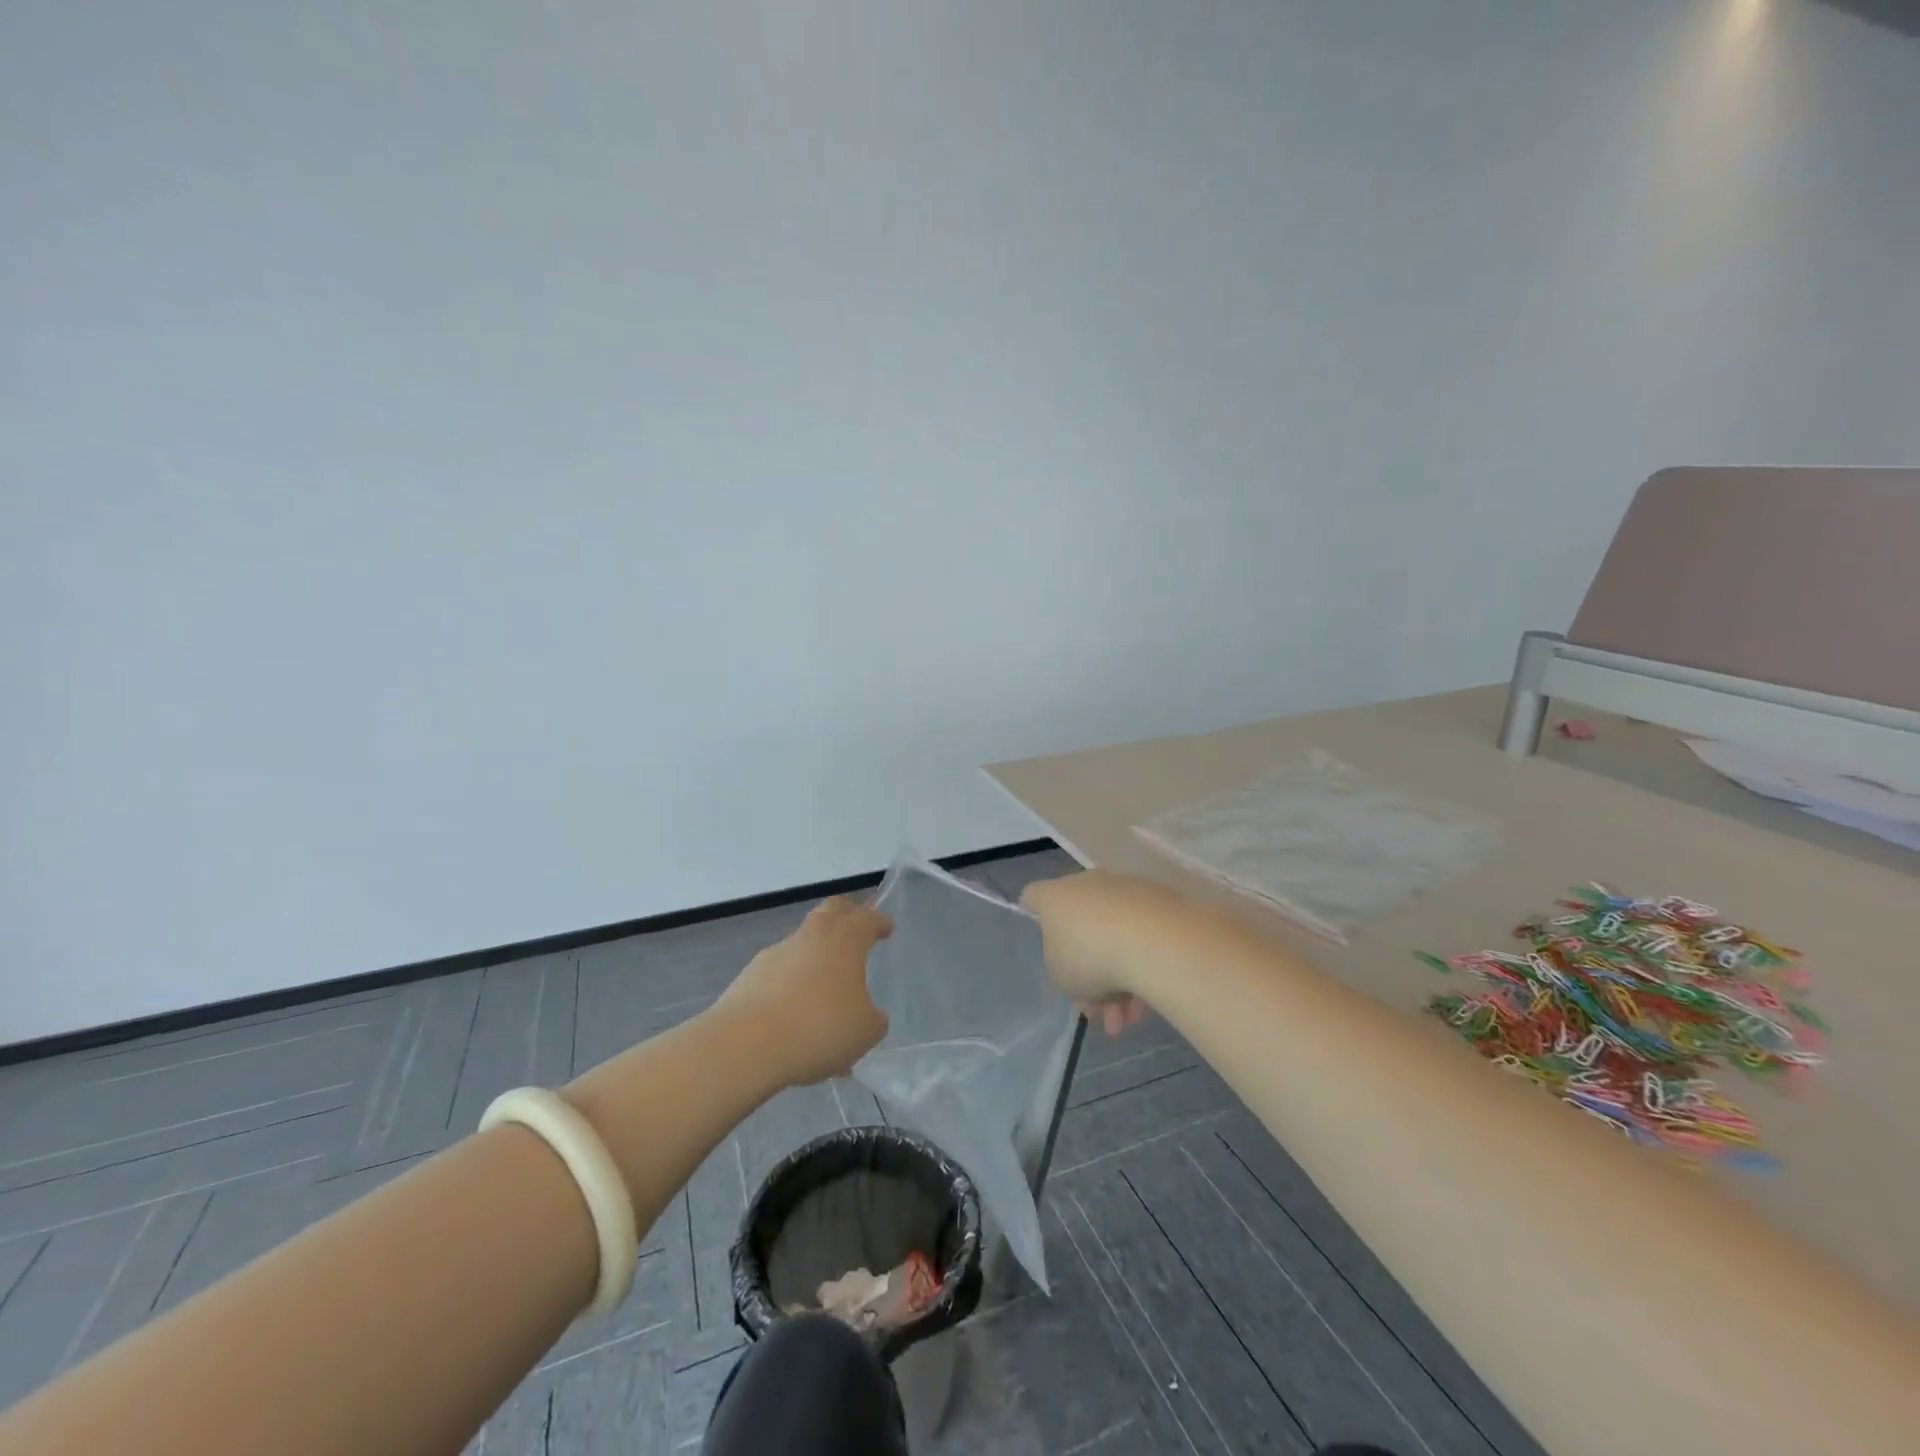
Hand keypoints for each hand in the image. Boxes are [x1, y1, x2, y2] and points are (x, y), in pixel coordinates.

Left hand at [715, 897, 891, 1085]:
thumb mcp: (865, 1031)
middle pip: (831, 911)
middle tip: (855, 928)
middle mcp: (812, 936)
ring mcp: (777, 953)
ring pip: (803, 942)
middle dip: (846, 915)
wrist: (746, 1044)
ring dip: (816, 955)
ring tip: (824, 988)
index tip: (886, 929)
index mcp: (845, 940)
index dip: (879, 922)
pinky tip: (795, 1016)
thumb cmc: (819, 1027)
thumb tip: (866, 1013)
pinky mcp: (750, 976)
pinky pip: (780, 973)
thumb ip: (872, 1018)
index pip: (867, 918)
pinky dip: (791, 984)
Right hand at [1022, 870, 1194, 1033]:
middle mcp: (1089, 885)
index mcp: (1056, 896)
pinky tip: (1148, 1002)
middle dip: (1091, 975)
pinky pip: (1142, 936)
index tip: (1041, 937)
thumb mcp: (1060, 977)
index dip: (1033, 914)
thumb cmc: (1091, 957)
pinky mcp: (1159, 900)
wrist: (1156, 942)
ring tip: (1129, 1018)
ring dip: (1119, 981)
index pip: (1034, 896)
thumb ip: (1061, 969)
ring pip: (1115, 938)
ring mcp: (1126, 890)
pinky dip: (1142, 965)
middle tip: (1101, 1012)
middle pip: (1081, 929)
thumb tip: (1078, 965)